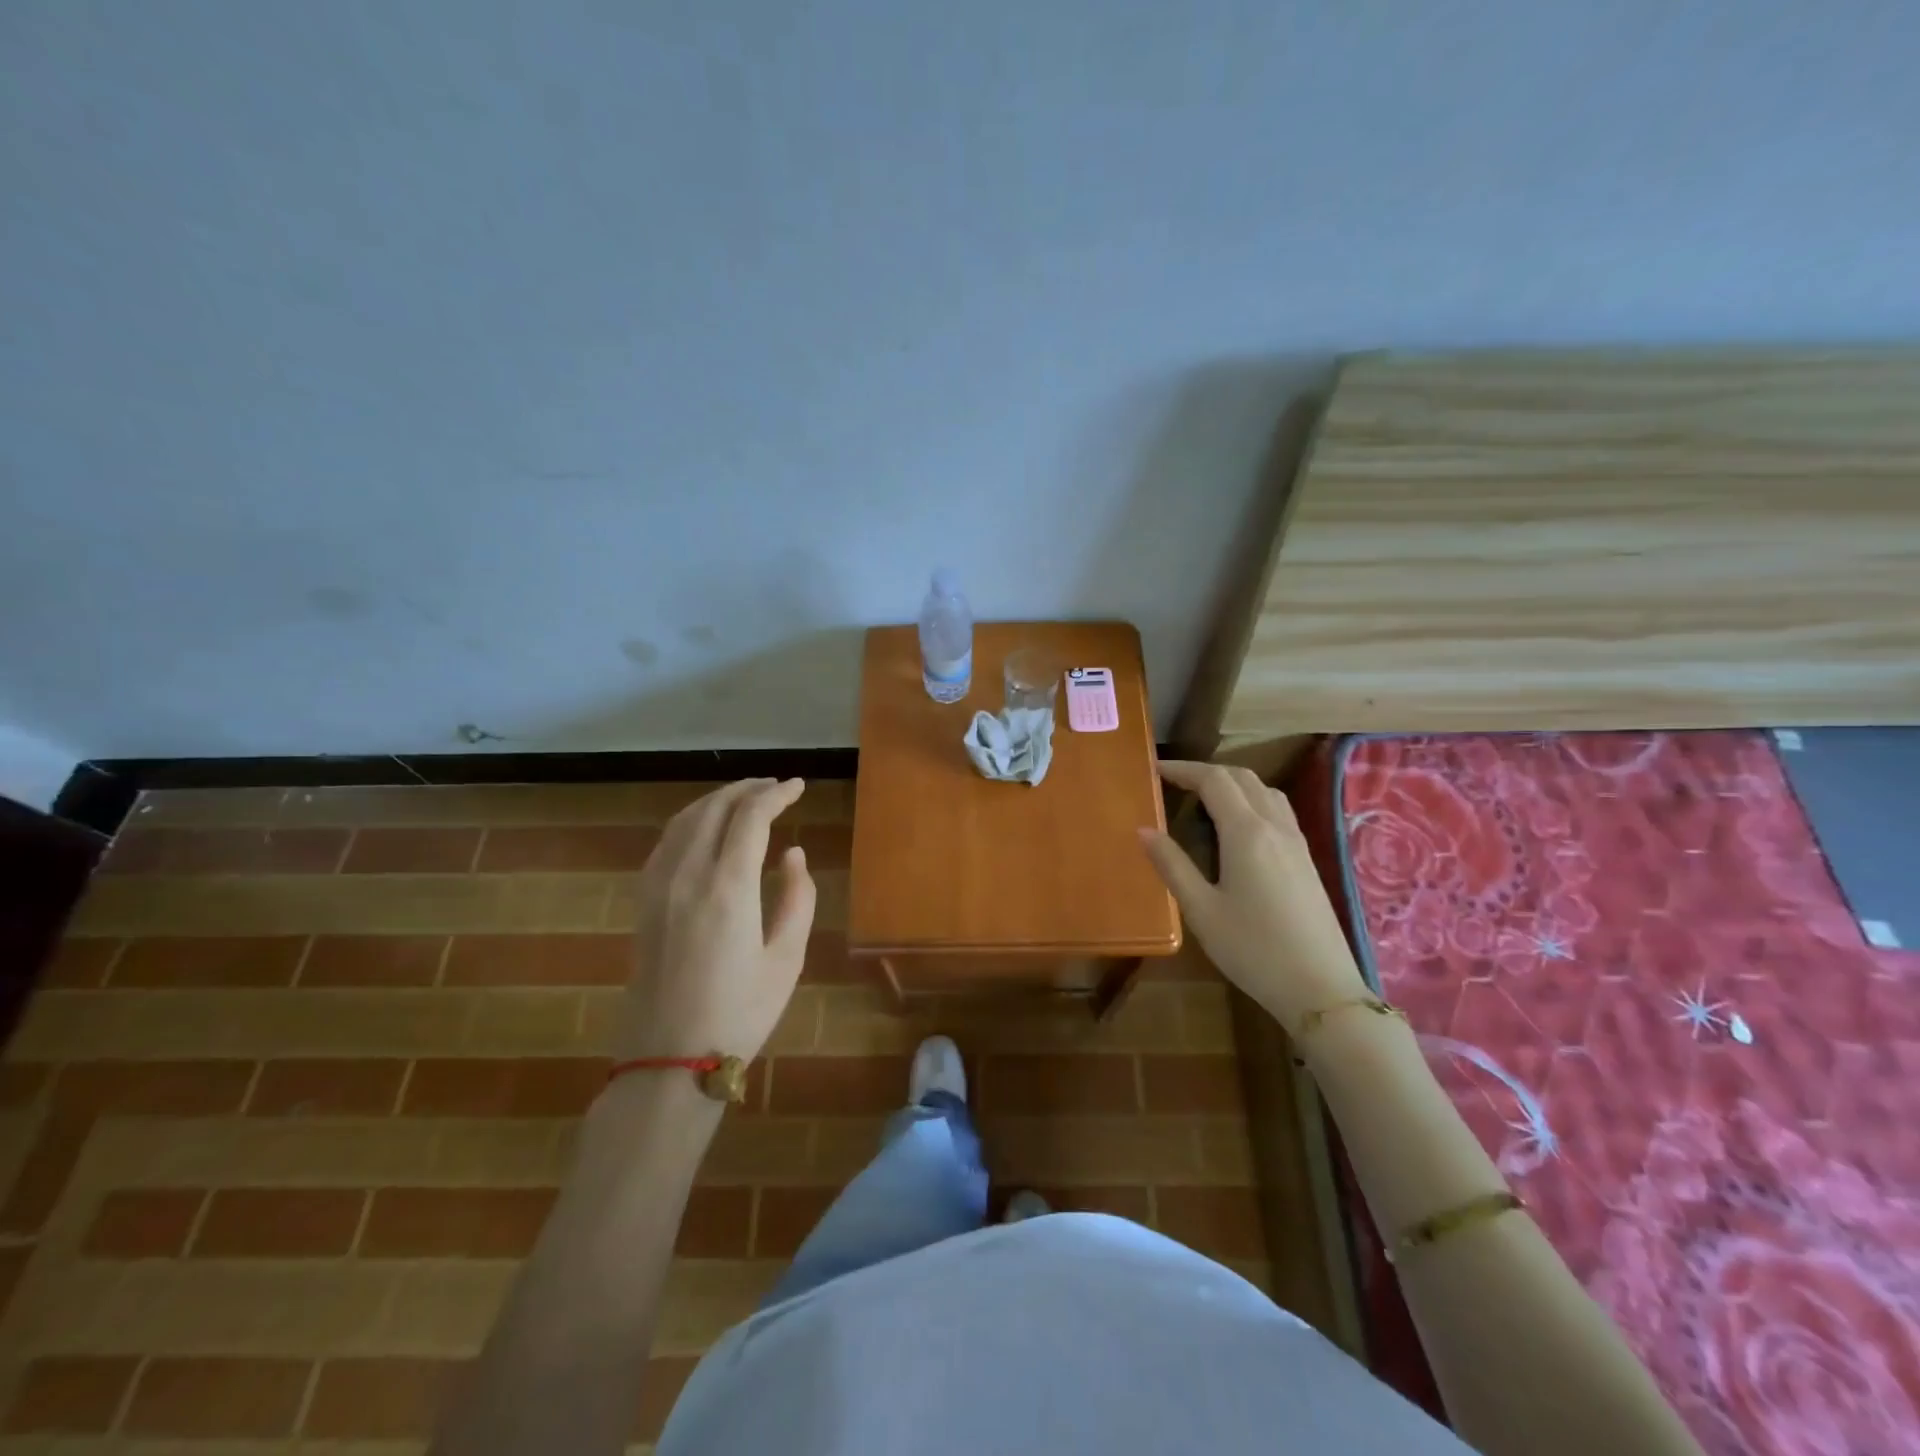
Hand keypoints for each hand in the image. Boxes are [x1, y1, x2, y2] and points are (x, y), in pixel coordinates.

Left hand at [615, 778, 816, 1063]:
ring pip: (685, 819)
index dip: (776, 794)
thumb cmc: (739, 1013)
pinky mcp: (643, 901)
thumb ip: (798, 897)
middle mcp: (688, 874)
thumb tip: (793, 854)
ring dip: (717, 799)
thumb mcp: (787, 958)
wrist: (668, 1061)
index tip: (798, 786)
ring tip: (745, 798)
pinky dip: (691, 820)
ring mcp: (658, 886)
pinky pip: (666, 842)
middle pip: (715, 807)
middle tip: (775, 786)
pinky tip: (705, 829)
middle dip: (747, 788)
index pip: (751, 816)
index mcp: (728, 887)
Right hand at [1139, 760, 1366, 1031]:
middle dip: (1206, 771)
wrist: (1320, 989)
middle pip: (1242, 777)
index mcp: (1246, 832)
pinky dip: (1252, 799)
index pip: (1213, 780)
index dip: (1183, 769)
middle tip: (1174, 782)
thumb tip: (1143, 829)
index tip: (1155, 769)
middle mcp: (1275, 826)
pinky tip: (1239, 825)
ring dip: (1233, 782)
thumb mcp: (1201, 910)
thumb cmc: (1253, 949)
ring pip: (1264, 790)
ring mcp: (1296, 842)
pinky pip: (1278, 809)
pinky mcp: (1306, 859)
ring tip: (1204, 797)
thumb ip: (1171, 865)